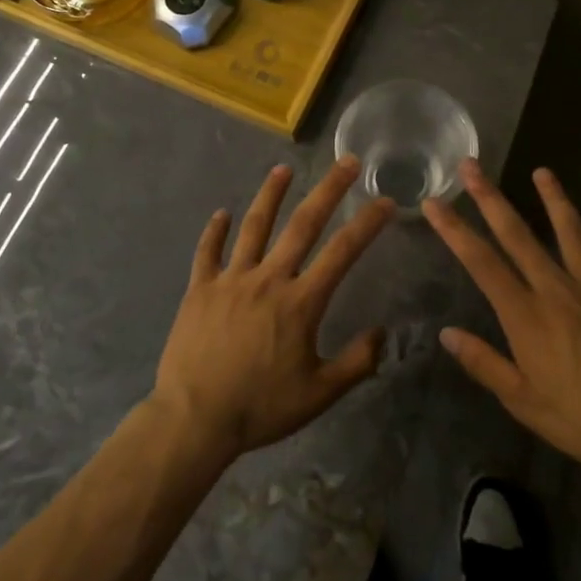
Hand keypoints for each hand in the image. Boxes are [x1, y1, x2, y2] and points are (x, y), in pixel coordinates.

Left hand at [151, 159, 394, 461]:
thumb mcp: (319, 394)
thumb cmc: (261, 408)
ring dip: (270, 195)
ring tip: (282, 170)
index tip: (384, 201)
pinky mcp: (200, 289)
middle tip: (345, 162)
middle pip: (302, 225)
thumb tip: (382, 333)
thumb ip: (356, 363)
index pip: (342, 253)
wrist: (195, 419)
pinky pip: (208, 252)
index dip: (367, 224)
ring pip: (254, 227)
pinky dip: (215, 232)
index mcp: (300, 302)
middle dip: (328, 190)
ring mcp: (231, 280)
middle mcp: (268, 279)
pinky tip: (221, 214)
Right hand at [424, 161, 580, 504]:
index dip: (454, 230)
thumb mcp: (523, 402)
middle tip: (472, 166)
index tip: (433, 203)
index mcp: (526, 316)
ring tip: (543, 172)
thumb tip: (446, 333)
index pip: (481, 263)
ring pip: (571, 233)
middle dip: (491, 198)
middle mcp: (556, 291)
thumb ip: (484, 363)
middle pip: (518, 235)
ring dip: (554, 200)